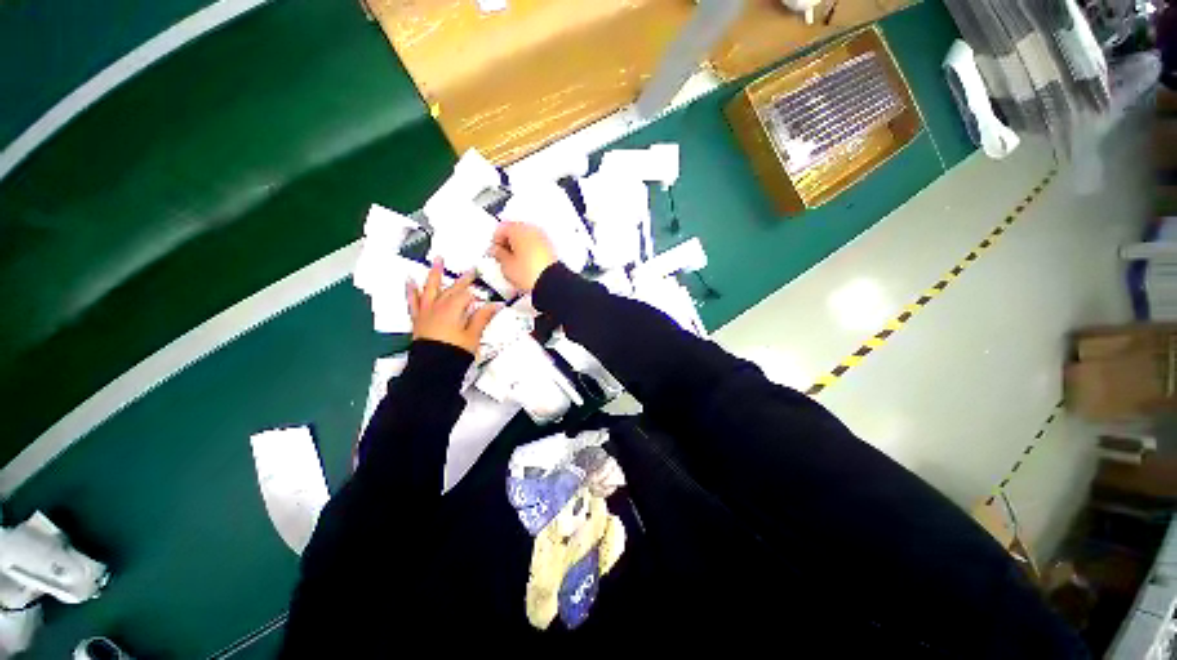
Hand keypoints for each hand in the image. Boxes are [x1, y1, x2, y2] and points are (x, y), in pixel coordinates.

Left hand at [407, 260, 499, 354]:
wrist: (432, 368)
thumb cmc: (454, 352)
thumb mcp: (473, 336)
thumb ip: (482, 318)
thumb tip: (496, 305)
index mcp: (453, 309)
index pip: (467, 296)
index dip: (478, 295)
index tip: (487, 297)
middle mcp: (438, 306)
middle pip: (452, 289)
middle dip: (463, 280)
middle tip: (471, 270)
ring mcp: (426, 311)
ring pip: (431, 288)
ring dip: (435, 274)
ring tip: (437, 260)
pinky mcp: (418, 318)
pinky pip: (413, 301)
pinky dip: (411, 290)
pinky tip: (410, 281)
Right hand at [490, 221, 557, 292]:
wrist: (551, 283)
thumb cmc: (530, 273)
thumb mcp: (506, 265)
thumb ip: (498, 254)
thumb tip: (496, 251)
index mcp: (518, 229)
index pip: (500, 229)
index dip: (495, 242)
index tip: (494, 252)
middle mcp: (532, 230)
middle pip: (514, 231)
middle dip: (508, 243)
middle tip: (503, 257)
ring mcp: (543, 238)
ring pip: (526, 238)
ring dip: (519, 247)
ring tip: (515, 263)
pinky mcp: (550, 248)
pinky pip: (535, 246)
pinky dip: (529, 252)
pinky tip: (526, 265)